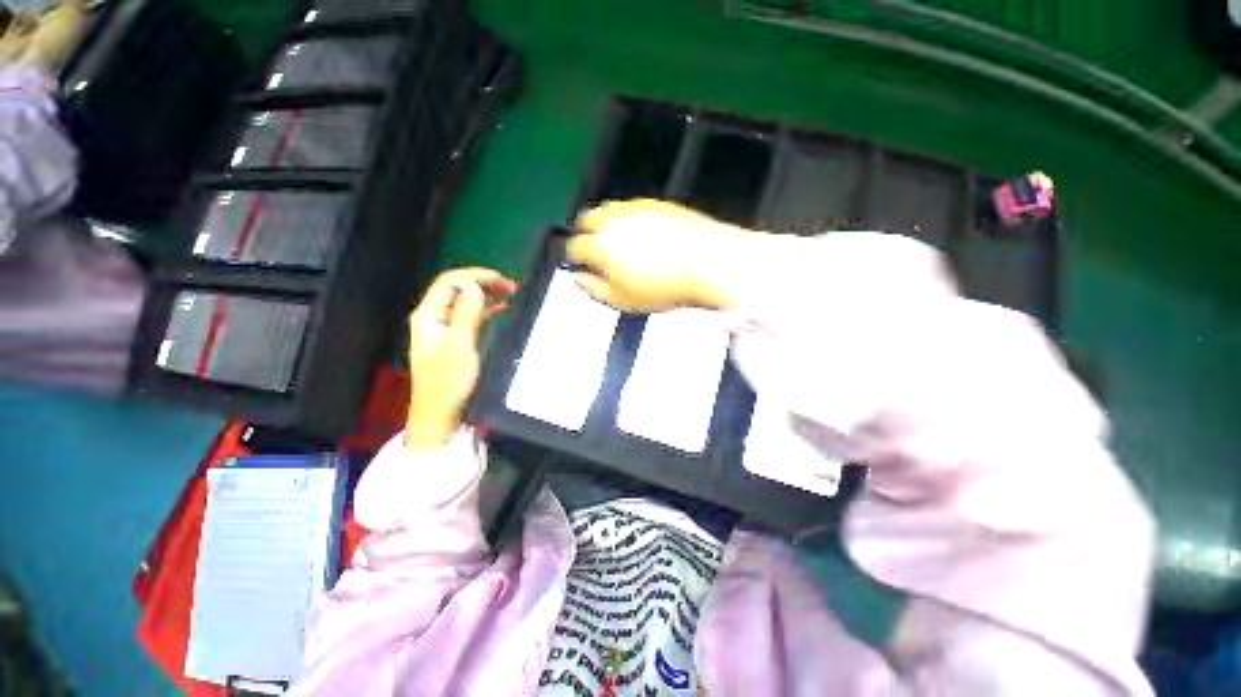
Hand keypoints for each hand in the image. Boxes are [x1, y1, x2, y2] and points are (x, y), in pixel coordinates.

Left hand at [405, 268, 516, 449]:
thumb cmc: (449, 381)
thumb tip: (473, 284)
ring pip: (465, 302)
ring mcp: (443, 328)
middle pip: (457, 289)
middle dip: (483, 283)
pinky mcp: (453, 338)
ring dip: (486, 295)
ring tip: (511, 294)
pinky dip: (485, 310)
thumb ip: (465, 313)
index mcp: (428, 315)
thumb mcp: (460, 346)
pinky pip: (469, 316)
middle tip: (511, 286)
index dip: (475, 276)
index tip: (501, 279)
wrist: (440, 413)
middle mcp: (433, 317)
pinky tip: (502, 309)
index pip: (450, 282)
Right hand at [567, 199, 747, 312]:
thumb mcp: (623, 300)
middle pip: (586, 220)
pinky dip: (627, 217)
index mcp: (600, 246)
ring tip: (614, 239)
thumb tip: (580, 281)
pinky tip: (638, 231)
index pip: (574, 247)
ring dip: (604, 222)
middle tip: (592, 249)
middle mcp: (613, 221)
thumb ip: (595, 290)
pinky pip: (632, 206)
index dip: (573, 257)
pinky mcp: (656, 203)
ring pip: (608, 209)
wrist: (707, 263)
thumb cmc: (666, 286)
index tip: (579, 265)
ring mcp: (635, 208)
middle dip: (584, 233)